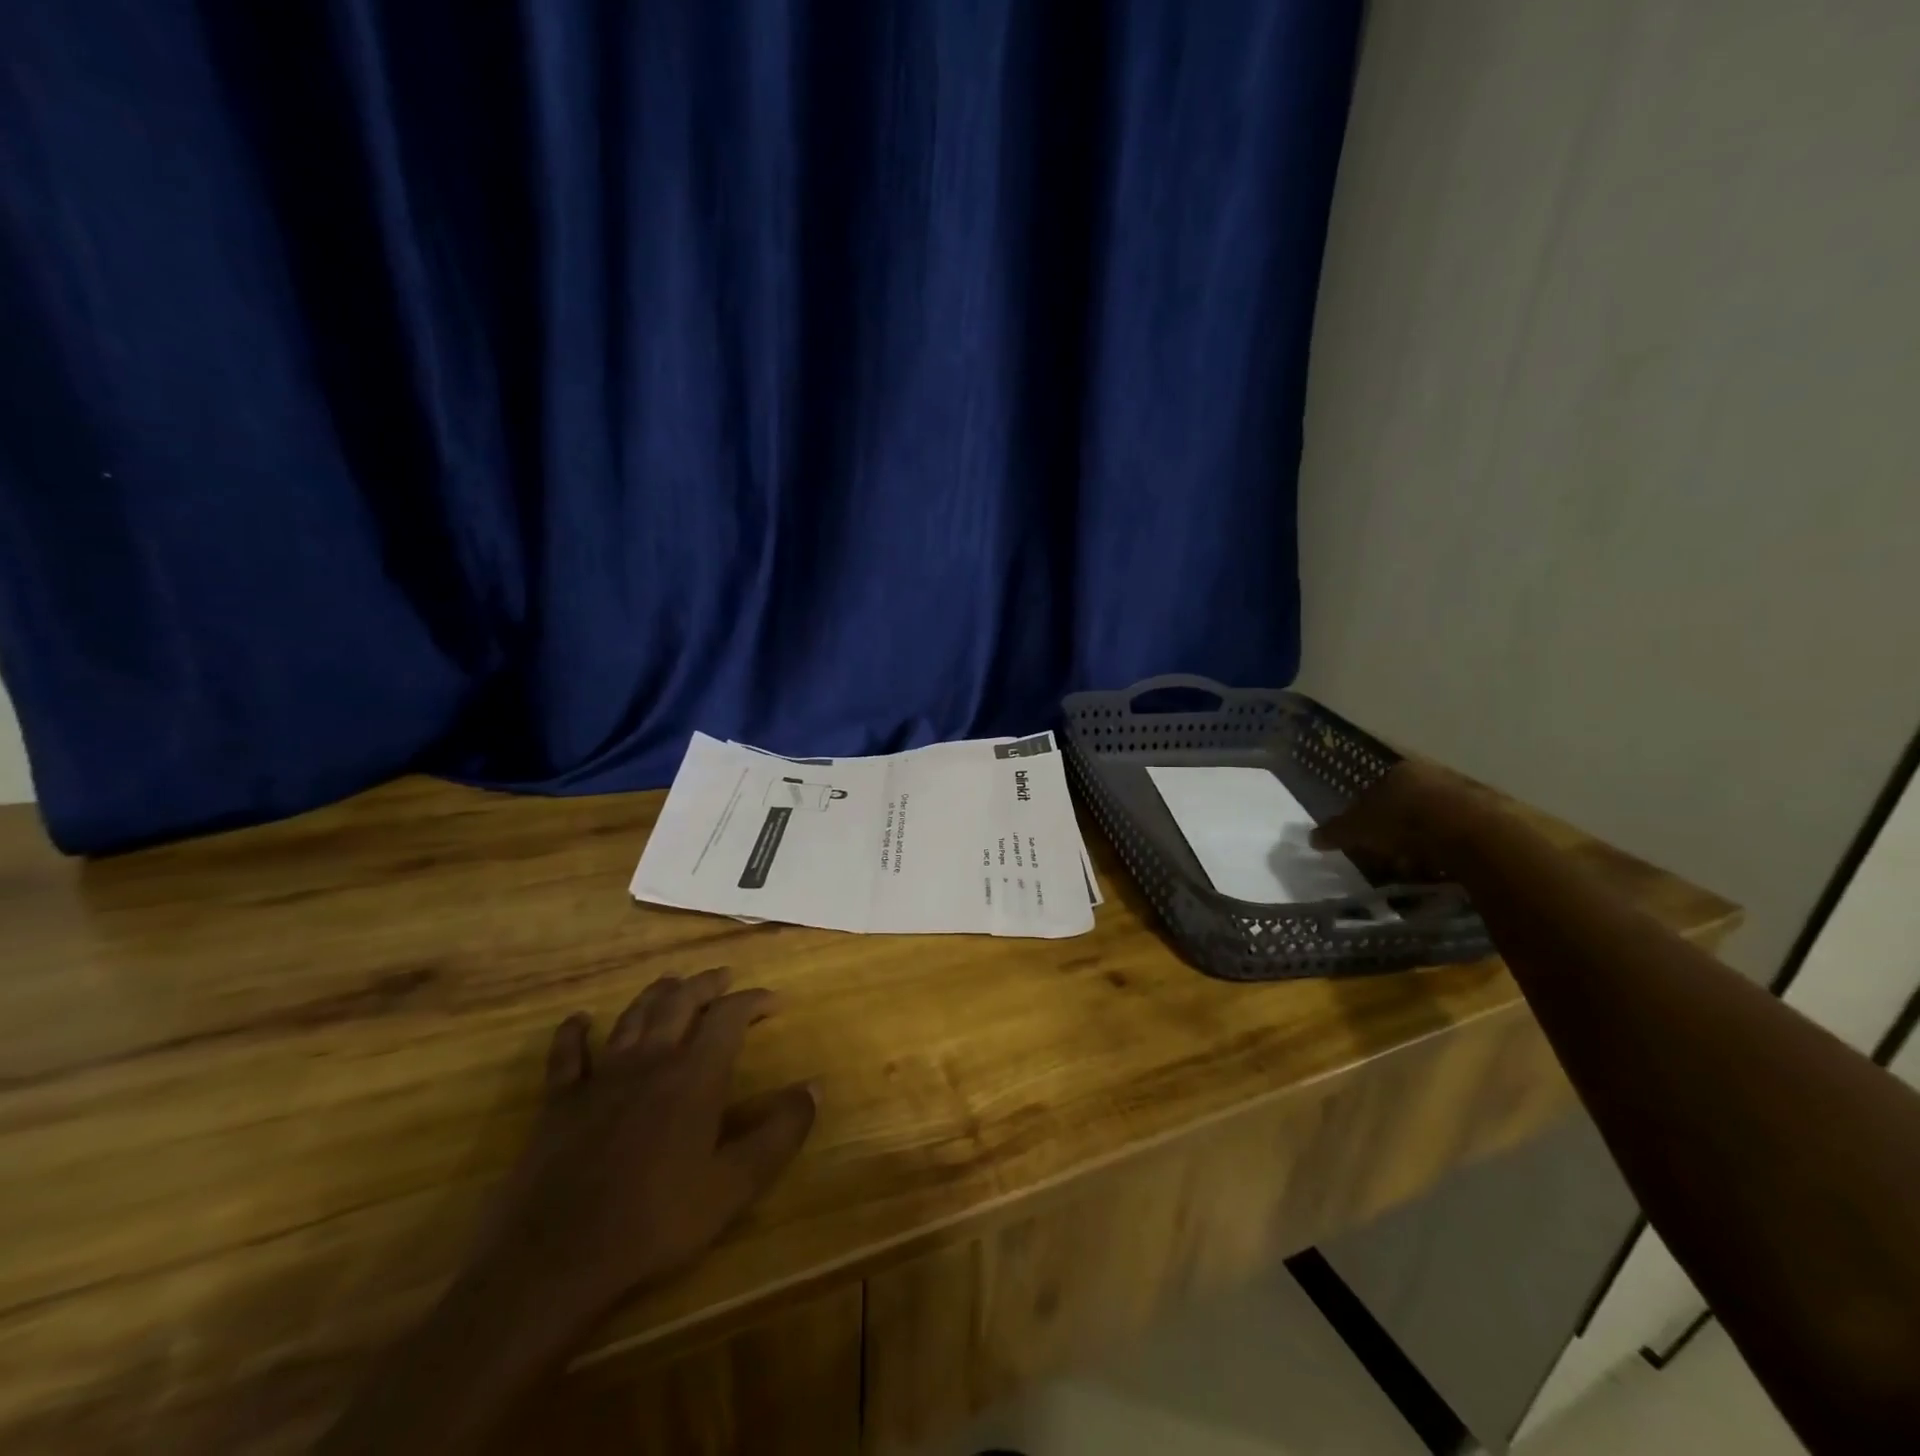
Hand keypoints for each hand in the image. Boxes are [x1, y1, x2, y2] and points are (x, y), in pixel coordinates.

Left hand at [462, 967, 815, 1337]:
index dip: (753, 1000)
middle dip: (707, 984)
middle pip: (680, 1002)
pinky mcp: (560, 1101)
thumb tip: (814, 1088)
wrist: (556, 1260)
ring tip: (672, 983)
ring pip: (632, 1016)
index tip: (773, 1001)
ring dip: (656, 994)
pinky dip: (574, 1032)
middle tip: (725, 977)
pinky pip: (566, 1054)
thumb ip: (779, 1135)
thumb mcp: (733, 1186)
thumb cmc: (655, 1222)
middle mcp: (650, 1060)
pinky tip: (578, 1020)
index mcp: (694, 1075)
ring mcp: (600, 1077)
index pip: (729, 1016)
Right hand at [1310, 760, 1501, 877]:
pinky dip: (1445, 851)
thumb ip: (1335, 831)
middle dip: (1394, 827)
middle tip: (1384, 852)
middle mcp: (1432, 775)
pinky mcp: (1490, 819)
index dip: (1365, 811)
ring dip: (1422, 840)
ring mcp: (1464, 794)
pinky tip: (1439, 869)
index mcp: (1399, 770)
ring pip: (1433, 818)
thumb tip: (1312, 837)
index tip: (1361, 834)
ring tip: (1411, 867)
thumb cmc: (1404, 822)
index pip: (1375, 786)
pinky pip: (1457, 836)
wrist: (1472, 836)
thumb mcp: (1357, 829)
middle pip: (1406, 802)